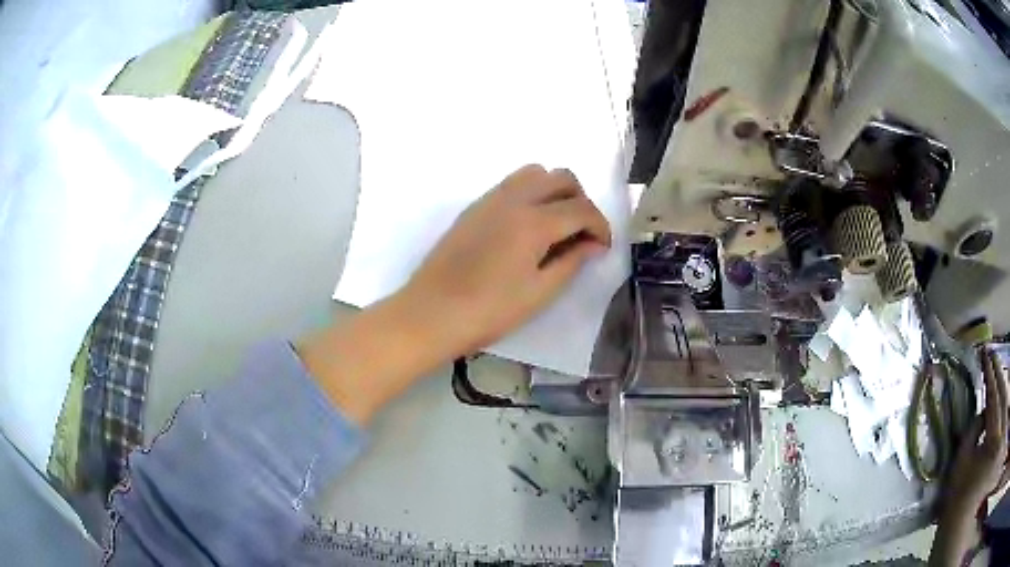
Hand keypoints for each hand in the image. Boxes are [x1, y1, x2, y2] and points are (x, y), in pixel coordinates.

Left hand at [299, 164, 610, 423]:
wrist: (431, 313)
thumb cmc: (488, 311)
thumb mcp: (539, 293)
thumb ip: (571, 262)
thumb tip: (593, 244)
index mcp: (534, 222)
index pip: (582, 208)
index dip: (600, 226)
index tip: (603, 247)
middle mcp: (514, 199)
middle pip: (561, 177)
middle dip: (581, 200)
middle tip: (582, 233)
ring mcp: (490, 199)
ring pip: (534, 173)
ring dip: (554, 190)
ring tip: (556, 224)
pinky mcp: (474, 207)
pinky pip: (511, 184)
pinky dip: (531, 193)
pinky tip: (527, 227)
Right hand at [930, 348, 1008, 565]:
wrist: (960, 527)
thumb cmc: (959, 502)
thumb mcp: (960, 471)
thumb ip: (971, 436)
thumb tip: (980, 412)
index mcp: (992, 437)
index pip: (993, 397)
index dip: (989, 375)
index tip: (985, 355)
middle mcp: (1001, 431)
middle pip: (1004, 394)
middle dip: (999, 373)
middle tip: (992, 355)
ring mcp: (1001, 436)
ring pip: (1008, 401)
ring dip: (1005, 384)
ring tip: (1001, 371)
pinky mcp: (999, 443)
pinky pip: (1007, 415)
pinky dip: (1008, 401)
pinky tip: (1007, 395)